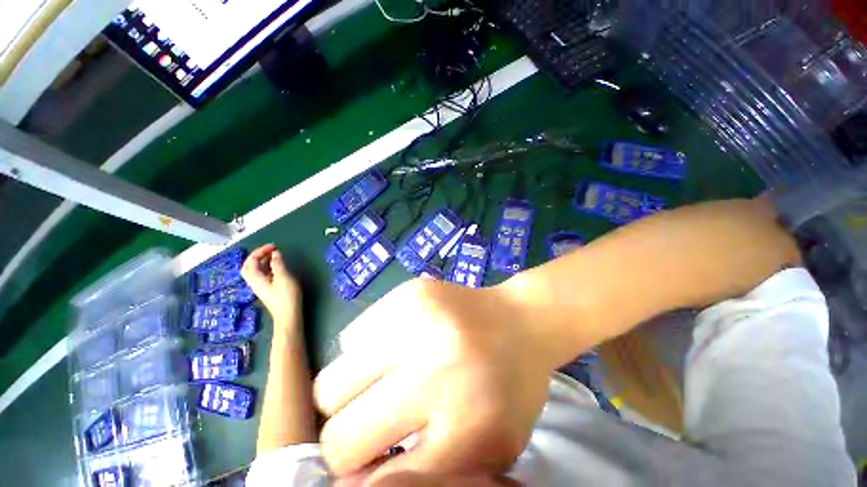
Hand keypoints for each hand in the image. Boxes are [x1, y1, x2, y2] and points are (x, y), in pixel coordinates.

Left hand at [241, 244, 300, 326]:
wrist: (288, 315)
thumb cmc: (286, 296)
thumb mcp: (283, 277)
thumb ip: (278, 264)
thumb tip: (275, 254)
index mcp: (256, 278)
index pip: (251, 261)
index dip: (260, 251)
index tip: (273, 246)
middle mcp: (255, 282)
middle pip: (249, 266)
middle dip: (258, 256)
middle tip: (270, 250)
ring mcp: (262, 287)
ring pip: (256, 271)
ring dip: (263, 261)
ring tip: (275, 256)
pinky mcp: (268, 290)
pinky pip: (263, 275)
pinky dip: (268, 267)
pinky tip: (278, 267)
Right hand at [314, 279, 559, 480]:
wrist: (520, 319)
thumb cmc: (511, 386)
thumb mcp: (490, 449)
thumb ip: (428, 477)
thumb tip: (356, 482)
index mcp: (465, 420)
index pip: (380, 481)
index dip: (364, 480)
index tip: (368, 466)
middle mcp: (434, 366)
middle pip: (339, 433)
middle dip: (347, 439)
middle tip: (370, 423)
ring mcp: (416, 320)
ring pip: (332, 382)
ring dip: (351, 392)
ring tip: (381, 380)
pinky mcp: (407, 292)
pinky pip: (352, 336)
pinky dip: (364, 352)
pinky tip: (393, 345)